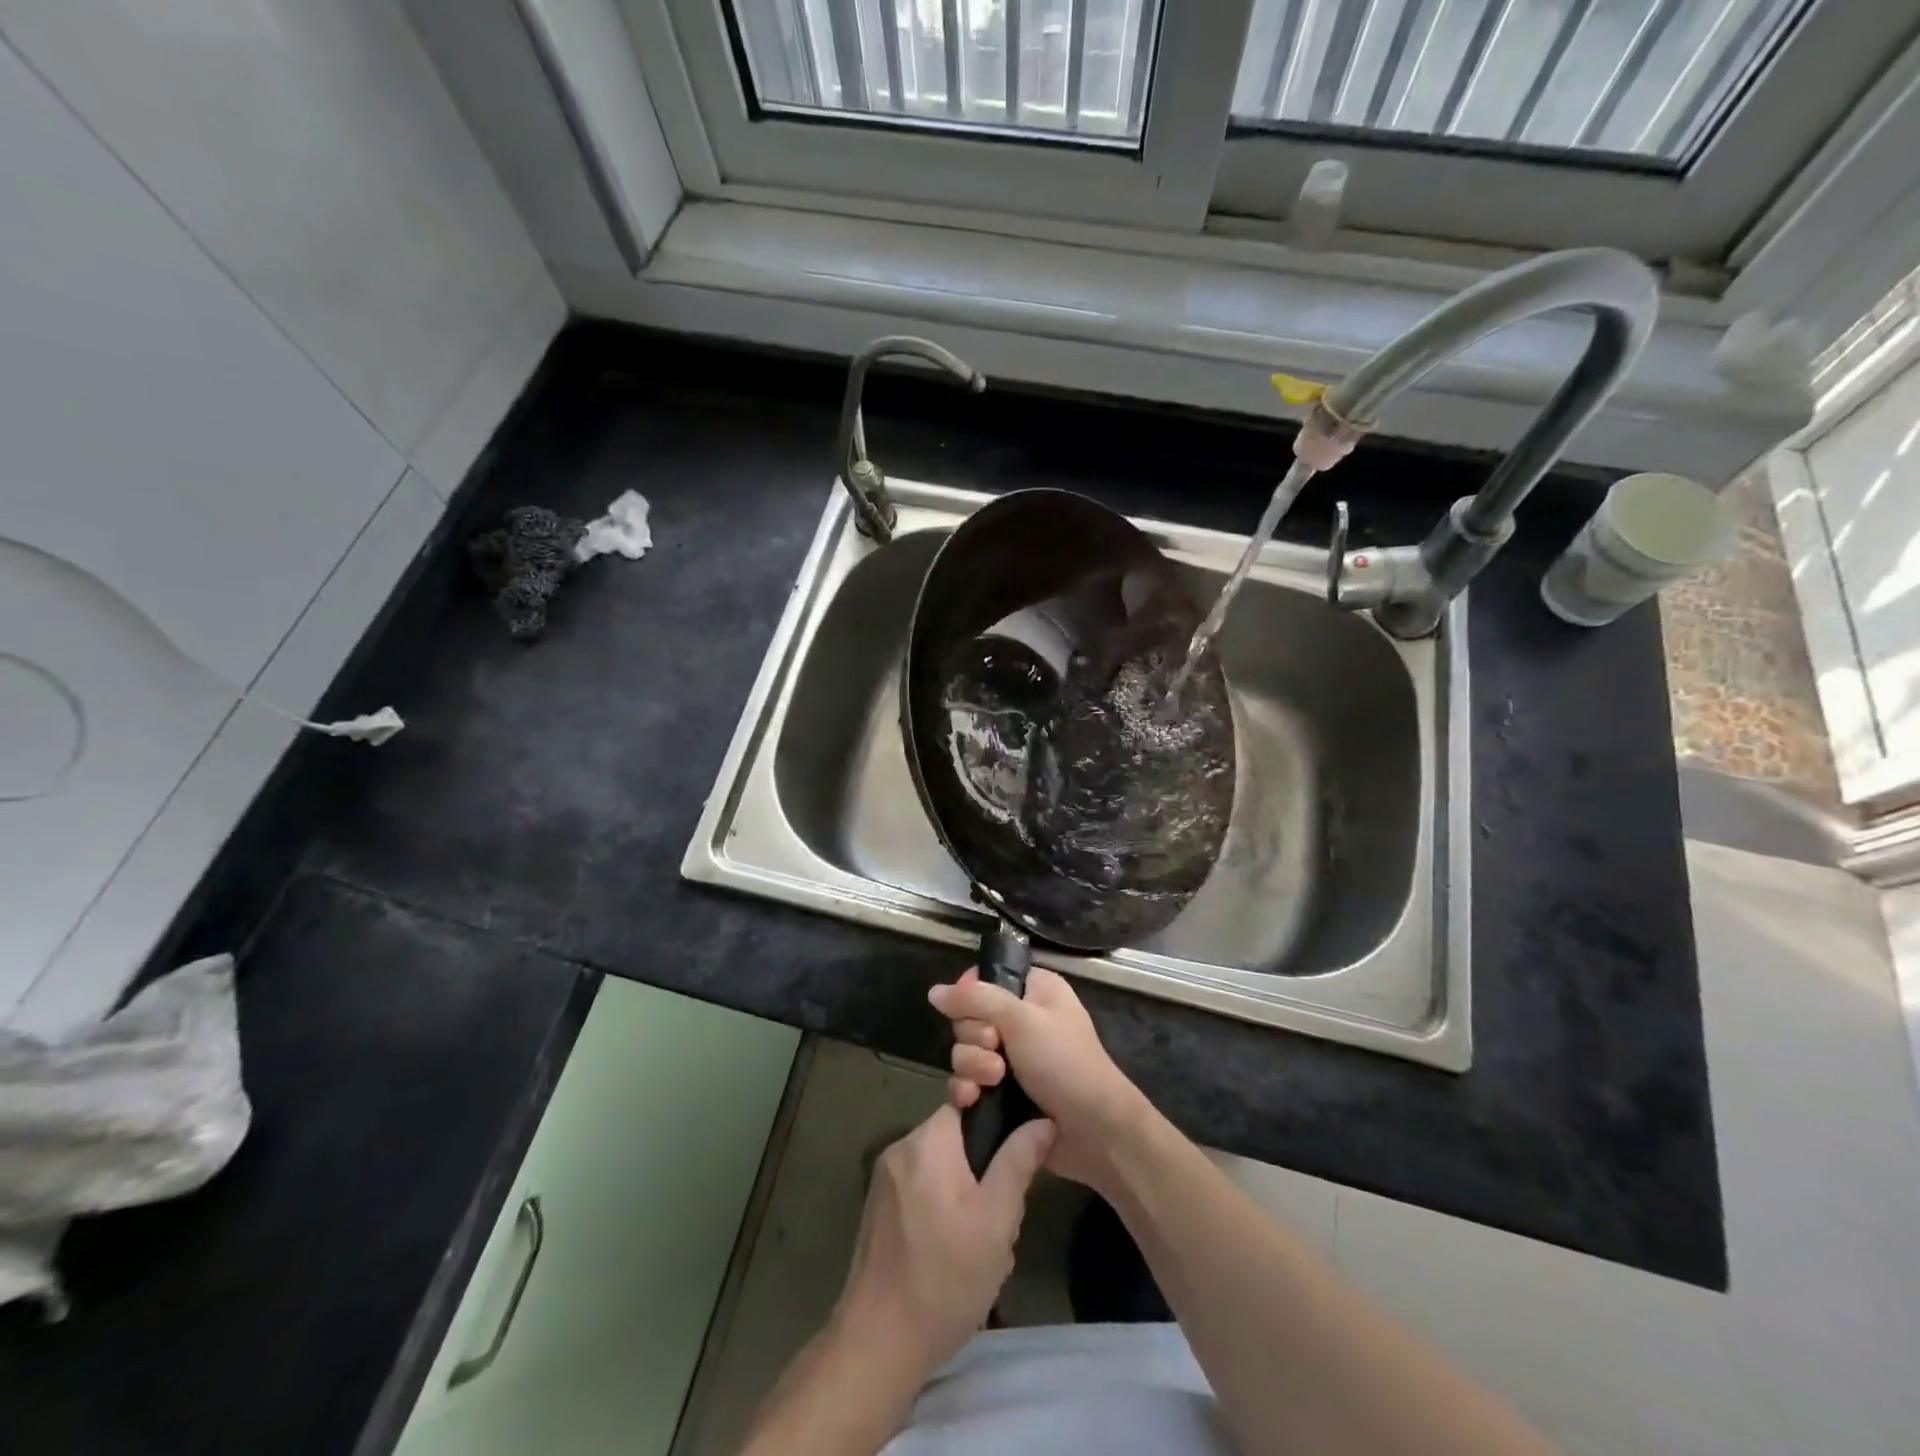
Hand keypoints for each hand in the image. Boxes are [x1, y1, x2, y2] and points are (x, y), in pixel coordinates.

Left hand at [834, 1102, 1054, 1374]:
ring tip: (981, 1244)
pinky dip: (941, 1209)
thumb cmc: (945, 1278)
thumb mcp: (997, 1220)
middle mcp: (900, 1147)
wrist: (878, 1344)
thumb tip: (1042, 1120)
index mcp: (928, 1140)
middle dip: (983, 1171)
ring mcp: (884, 1179)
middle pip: (956, 1138)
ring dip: (964, 1194)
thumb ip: (1019, 1162)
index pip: (968, 1102)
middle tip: (1001, 1219)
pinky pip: (920, 1189)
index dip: (997, 1125)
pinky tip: (953, 1253)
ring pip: (940, 1167)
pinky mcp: (876, 1208)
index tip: (1014, 1160)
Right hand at [929, 967, 1149, 1189]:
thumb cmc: (1064, 1062)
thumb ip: (976, 1000)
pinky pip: (968, 1081)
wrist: (1093, 1131)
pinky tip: (972, 1100)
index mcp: (1034, 990)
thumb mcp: (1023, 1020)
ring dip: (973, 1065)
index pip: (986, 978)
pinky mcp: (1002, 1093)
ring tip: (994, 1080)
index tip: (974, 1010)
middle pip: (969, 1016)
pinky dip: (967, 1089)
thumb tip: (934, 991)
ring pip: (966, 1051)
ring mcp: (1011, 1058)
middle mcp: (1021, 1019)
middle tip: (996, 1048)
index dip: (971, 994)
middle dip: (974, 1036)